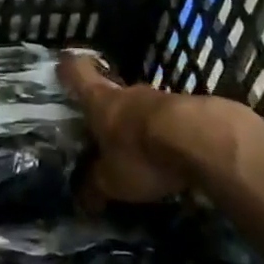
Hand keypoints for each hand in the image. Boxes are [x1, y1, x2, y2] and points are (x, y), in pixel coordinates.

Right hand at [59, 53, 250, 206]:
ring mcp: (160, 99)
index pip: (77, 72)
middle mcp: (127, 93)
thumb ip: (95, 187)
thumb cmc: (141, 153)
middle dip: (105, 108)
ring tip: (134, 148)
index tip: (62, 64)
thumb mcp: (111, 180)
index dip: (68, 68)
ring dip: (137, 125)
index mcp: (100, 101)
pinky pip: (167, 122)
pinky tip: (166, 156)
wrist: (201, 139)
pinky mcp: (188, 111)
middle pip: (110, 92)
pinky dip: (163, 136)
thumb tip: (82, 200)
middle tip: (98, 127)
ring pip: (140, 108)